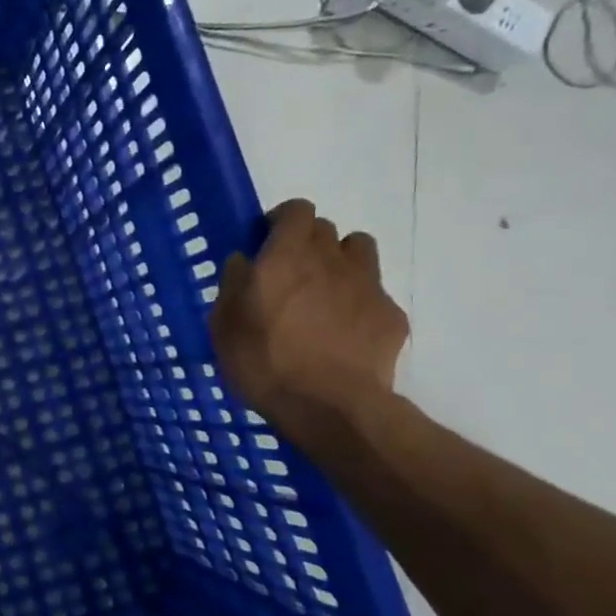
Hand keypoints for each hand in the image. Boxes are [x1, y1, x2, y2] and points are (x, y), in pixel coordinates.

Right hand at [208, 199, 408, 432]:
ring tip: (322, 293)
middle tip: (289, 273)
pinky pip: (374, 294)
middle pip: (326, 229)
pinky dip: (358, 302)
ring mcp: (368, 286)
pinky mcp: (391, 315)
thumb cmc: (263, 361)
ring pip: (358, 251)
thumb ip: (233, 284)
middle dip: (308, 242)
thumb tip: (243, 261)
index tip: (267, 240)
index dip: (282, 220)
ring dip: (340, 262)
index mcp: (287, 256)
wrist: (330, 406)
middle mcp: (331, 260)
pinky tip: (343, 332)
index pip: (297, 210)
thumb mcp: (224, 324)